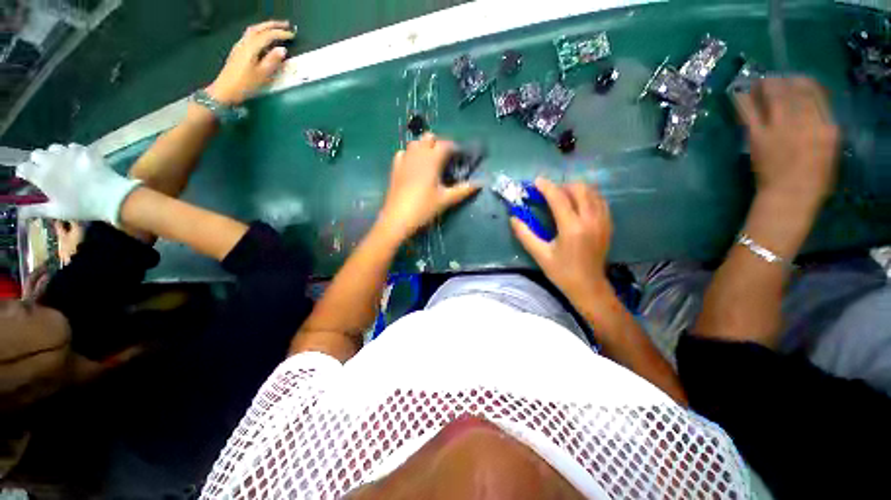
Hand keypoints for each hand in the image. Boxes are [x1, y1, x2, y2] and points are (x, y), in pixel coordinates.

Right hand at [16, 144, 140, 225]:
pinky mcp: (85, 150)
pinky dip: (72, 152)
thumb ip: (35, 209)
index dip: (24, 172)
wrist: (112, 197)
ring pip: (54, 148)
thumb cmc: (82, 207)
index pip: (23, 167)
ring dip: (55, 155)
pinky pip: (73, 147)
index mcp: (42, 176)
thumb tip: (19, 212)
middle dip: (38, 161)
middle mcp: (52, 160)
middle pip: (37, 154)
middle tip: (46, 171)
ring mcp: (69, 153)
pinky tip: (77, 161)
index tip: (29, 178)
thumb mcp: (56, 211)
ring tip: (62, 165)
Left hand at [205, 20, 294, 104]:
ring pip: (253, 31)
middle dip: (273, 25)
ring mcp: (240, 46)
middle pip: (259, 28)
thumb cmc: (246, 84)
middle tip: (286, 25)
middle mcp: (245, 43)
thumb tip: (282, 49)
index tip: (292, 35)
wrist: (226, 90)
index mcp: (252, 47)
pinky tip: (264, 38)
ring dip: (265, 27)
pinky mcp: (238, 51)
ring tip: (276, 29)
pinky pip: (250, 36)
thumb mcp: (262, 74)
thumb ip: (272, 60)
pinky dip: (259, 33)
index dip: (281, 34)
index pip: (268, 35)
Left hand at [376, 133, 479, 241]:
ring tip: (432, 162)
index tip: (462, 157)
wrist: (398, 219)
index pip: (446, 144)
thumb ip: (464, 189)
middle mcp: (417, 154)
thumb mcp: (446, 199)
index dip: (455, 148)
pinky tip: (415, 167)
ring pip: (415, 143)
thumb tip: (480, 184)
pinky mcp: (395, 168)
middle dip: (439, 144)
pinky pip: (404, 153)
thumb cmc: (424, 208)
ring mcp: (404, 159)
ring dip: (425, 147)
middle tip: (447, 160)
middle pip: (429, 138)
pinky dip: (411, 154)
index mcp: (432, 159)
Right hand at [511, 178, 612, 302]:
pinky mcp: (608, 224)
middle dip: (562, 185)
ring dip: (576, 189)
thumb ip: (525, 235)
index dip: (546, 187)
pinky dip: (588, 196)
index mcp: (572, 228)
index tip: (536, 181)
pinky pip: (600, 200)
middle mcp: (590, 220)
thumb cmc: (562, 272)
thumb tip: (513, 218)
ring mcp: (603, 221)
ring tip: (562, 196)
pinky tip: (577, 204)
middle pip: (579, 189)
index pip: (559, 198)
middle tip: (549, 193)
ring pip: (592, 192)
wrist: (589, 287)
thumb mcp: (540, 255)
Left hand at [734, 77, 838, 205]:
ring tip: (760, 81)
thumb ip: (823, 127)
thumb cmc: (814, 179)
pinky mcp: (758, 135)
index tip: (797, 81)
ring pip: (774, 95)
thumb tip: (811, 110)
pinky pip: (749, 112)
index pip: (816, 93)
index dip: (804, 83)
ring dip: (766, 84)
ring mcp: (780, 127)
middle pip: (795, 89)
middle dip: (785, 80)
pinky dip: (743, 100)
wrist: (789, 196)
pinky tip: (738, 92)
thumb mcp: (830, 150)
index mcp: (827, 125)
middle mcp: (805, 120)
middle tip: (777, 79)